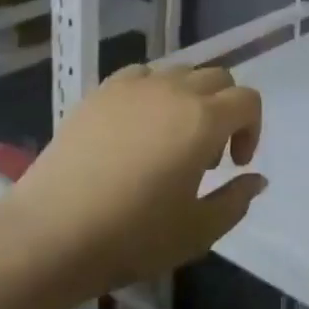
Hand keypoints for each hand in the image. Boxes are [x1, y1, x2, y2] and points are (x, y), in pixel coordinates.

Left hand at [7, 64, 265, 301]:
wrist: (52, 232)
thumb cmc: (132, 236)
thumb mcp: (197, 232)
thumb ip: (236, 201)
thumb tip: (256, 178)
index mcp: (204, 119)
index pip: (247, 100)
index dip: (251, 129)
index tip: (234, 165)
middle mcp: (174, 90)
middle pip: (217, 78)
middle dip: (224, 110)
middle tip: (206, 155)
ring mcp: (135, 86)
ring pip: (180, 72)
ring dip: (189, 98)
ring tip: (170, 140)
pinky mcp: (101, 91)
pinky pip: (141, 75)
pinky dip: (152, 92)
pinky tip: (136, 127)